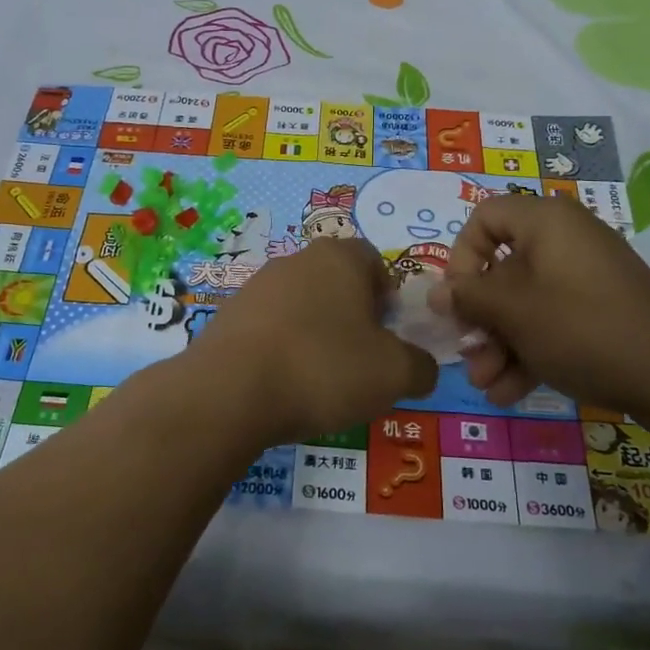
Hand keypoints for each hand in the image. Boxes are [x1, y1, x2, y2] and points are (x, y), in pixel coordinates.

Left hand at [187, 239, 437, 446]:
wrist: (230, 390)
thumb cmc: (323, 368)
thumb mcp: (394, 374)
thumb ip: (420, 366)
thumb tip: (421, 366)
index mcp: (339, 258)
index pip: (373, 260)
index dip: (387, 294)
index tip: (388, 331)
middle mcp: (296, 260)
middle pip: (335, 280)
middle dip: (351, 314)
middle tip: (360, 356)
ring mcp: (256, 285)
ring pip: (300, 303)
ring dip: (314, 331)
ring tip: (319, 377)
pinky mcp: (227, 314)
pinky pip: (268, 326)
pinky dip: (281, 347)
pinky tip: (282, 382)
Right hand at [434, 195, 649, 418]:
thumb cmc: (582, 327)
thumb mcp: (514, 312)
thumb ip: (469, 298)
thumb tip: (436, 293)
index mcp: (546, 222)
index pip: (485, 217)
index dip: (462, 255)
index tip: (458, 298)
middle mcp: (565, 241)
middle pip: (502, 269)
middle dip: (479, 319)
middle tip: (468, 354)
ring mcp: (585, 278)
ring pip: (524, 303)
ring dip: (499, 344)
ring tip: (487, 386)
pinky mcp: (600, 311)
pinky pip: (551, 320)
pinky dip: (529, 351)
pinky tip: (510, 392)